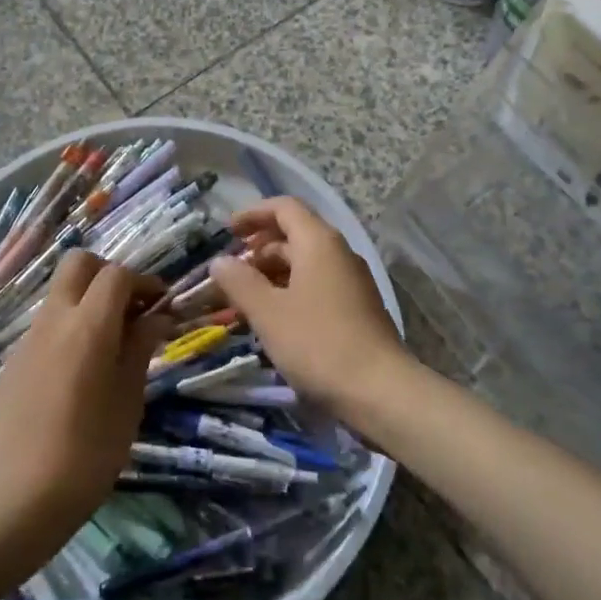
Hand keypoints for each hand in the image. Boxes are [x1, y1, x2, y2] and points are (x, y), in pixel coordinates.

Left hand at [0, 252, 169, 597]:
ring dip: (88, 299)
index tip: (162, 304)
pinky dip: (70, 325)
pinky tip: (83, 368)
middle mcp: (55, 319)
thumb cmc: (87, 453)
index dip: (144, 281)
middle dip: (108, 273)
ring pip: (61, 292)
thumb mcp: (128, 400)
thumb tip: (157, 316)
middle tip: (131, 308)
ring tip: (112, 342)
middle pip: (79, 263)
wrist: (15, 500)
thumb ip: (141, 348)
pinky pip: (47, 323)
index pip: (117, 274)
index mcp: (89, 325)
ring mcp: (29, 338)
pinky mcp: (15, 361)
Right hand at [209, 196, 413, 422]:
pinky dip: (292, 290)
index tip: (227, 231)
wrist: (380, 392)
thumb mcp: (268, 313)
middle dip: (260, 247)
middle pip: (295, 234)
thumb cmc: (318, 343)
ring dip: (274, 272)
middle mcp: (339, 253)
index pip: (285, 208)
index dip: (253, 214)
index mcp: (319, 242)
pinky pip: (318, 284)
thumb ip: (240, 283)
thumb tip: (219, 261)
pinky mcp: (358, 308)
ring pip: (307, 262)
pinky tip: (276, 318)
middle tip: (232, 271)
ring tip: (247, 297)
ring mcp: (352, 281)